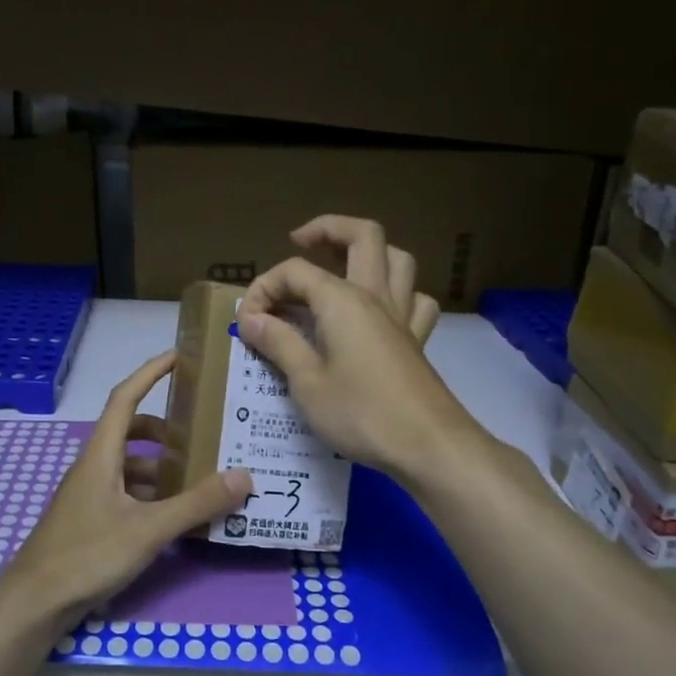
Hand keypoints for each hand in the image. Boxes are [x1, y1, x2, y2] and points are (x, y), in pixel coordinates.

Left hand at [0, 352, 250, 633]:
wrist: (34, 603)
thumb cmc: (86, 555)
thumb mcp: (148, 529)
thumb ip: (196, 504)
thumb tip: (244, 476)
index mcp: (101, 454)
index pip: (125, 397)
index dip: (150, 372)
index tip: (178, 356)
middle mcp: (93, 466)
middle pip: (131, 431)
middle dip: (166, 429)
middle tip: (202, 433)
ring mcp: (89, 494)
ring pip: (130, 466)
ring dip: (161, 466)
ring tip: (199, 477)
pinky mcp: (90, 520)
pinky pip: (126, 492)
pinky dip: (151, 494)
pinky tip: (174, 515)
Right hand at [236, 218, 479, 483]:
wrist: (428, 446)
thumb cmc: (360, 414)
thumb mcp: (306, 382)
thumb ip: (279, 343)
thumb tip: (251, 317)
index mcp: (343, 301)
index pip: (295, 271)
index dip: (264, 288)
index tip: (247, 323)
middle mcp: (375, 296)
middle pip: (362, 235)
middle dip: (327, 229)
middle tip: (299, 242)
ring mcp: (402, 317)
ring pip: (397, 259)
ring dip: (368, 252)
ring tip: (340, 266)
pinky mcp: (417, 341)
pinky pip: (415, 300)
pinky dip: (399, 294)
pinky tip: (382, 310)